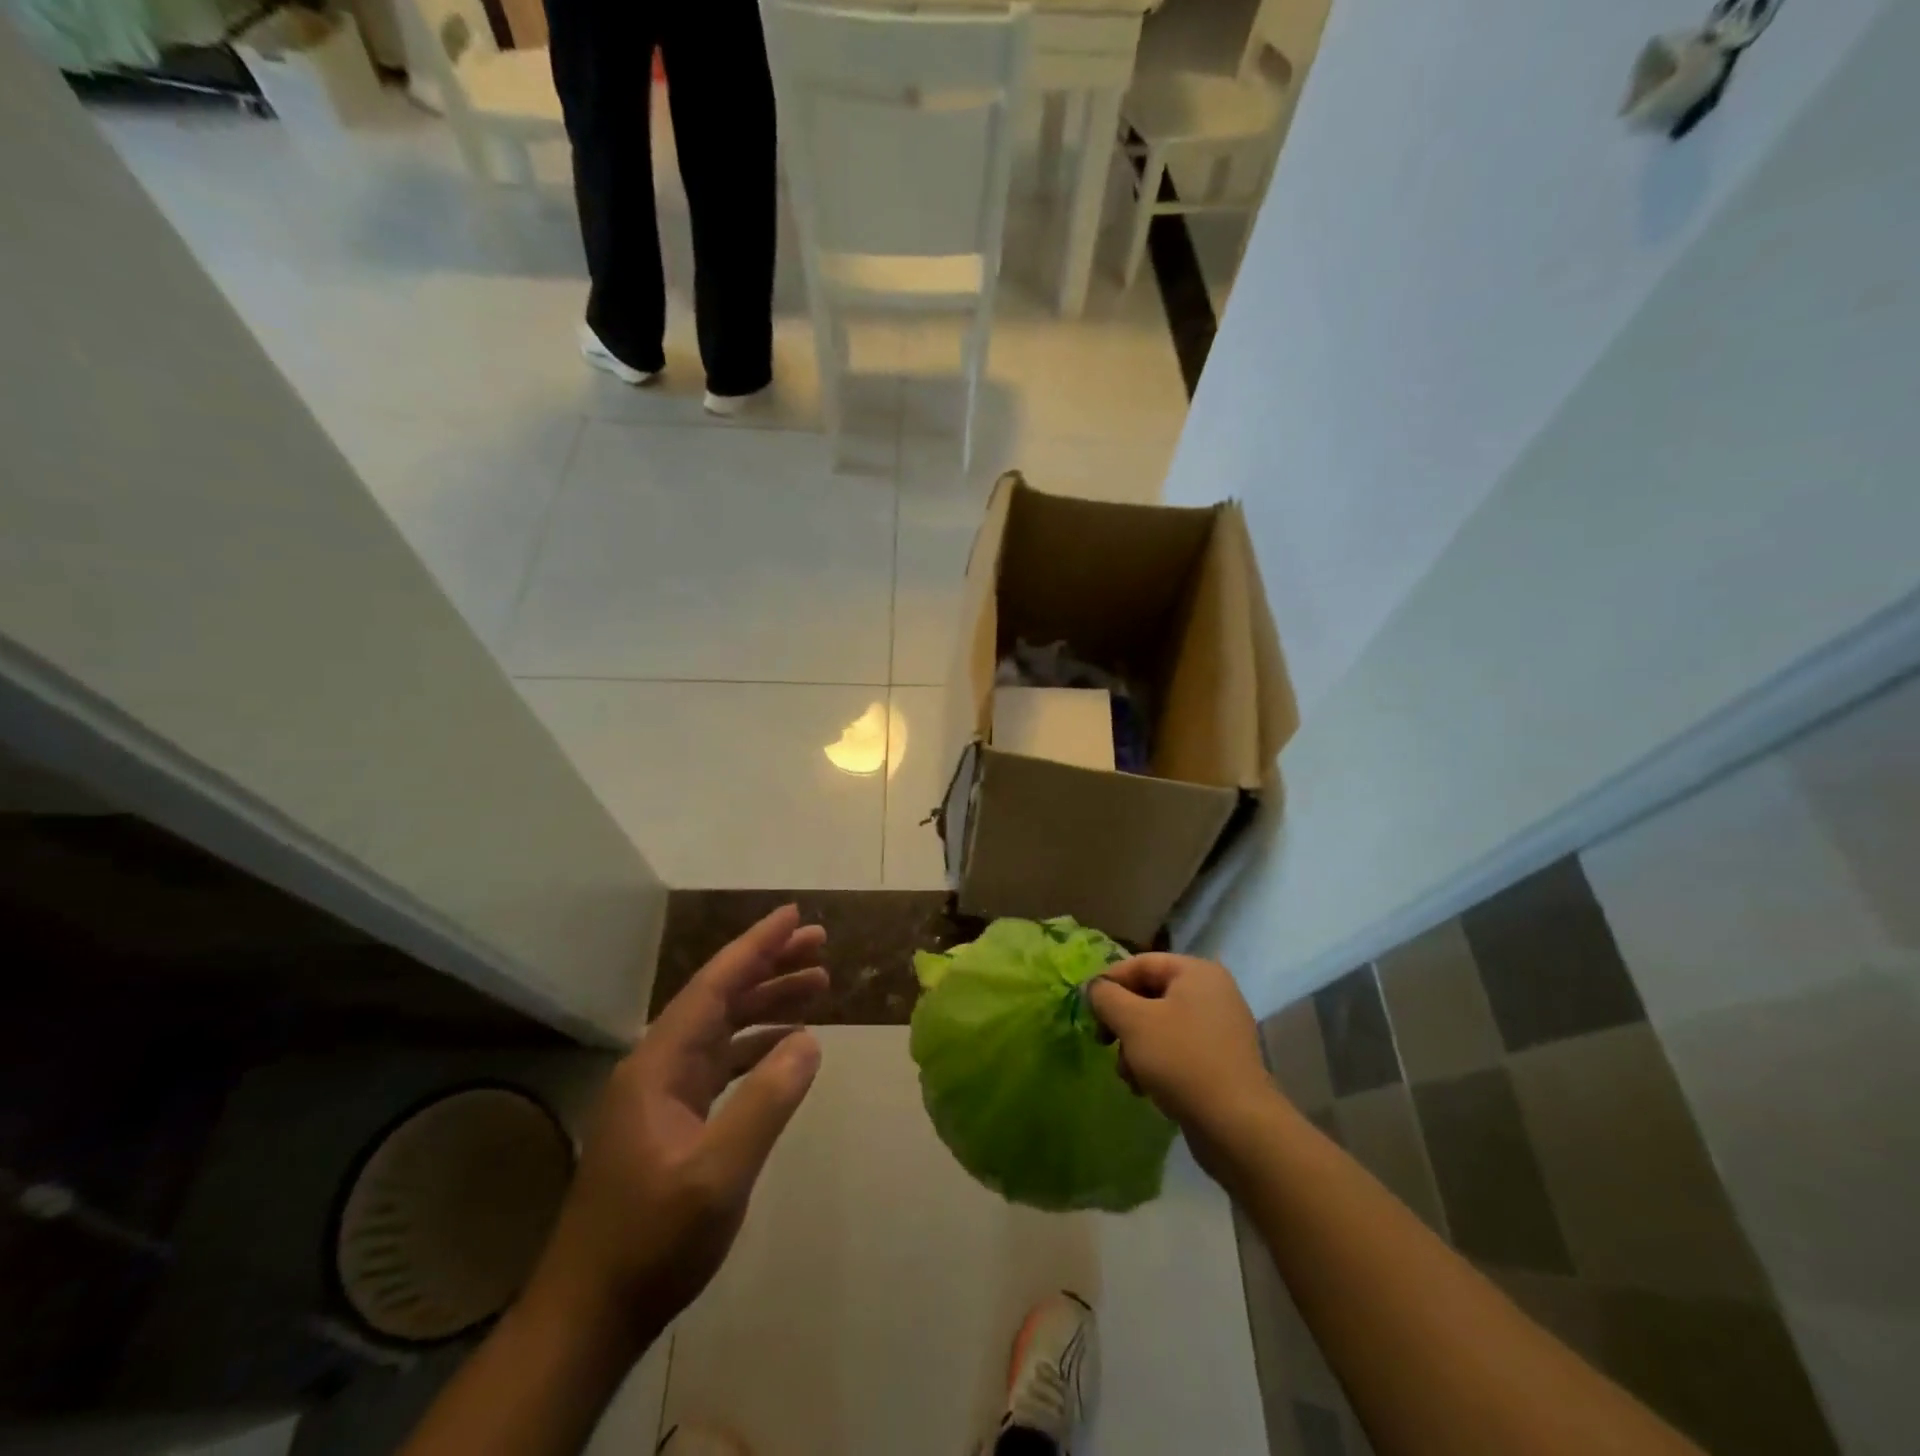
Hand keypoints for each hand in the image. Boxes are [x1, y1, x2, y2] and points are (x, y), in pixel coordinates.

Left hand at [528, 905, 827, 1341]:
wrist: (589, 1315)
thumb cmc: (651, 1240)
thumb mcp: (717, 1173)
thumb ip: (766, 1100)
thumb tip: (809, 1040)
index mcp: (659, 1063)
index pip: (714, 986)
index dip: (755, 946)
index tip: (793, 915)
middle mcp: (658, 1065)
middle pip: (720, 998)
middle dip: (770, 966)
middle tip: (821, 945)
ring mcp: (663, 1094)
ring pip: (723, 1028)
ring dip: (768, 1003)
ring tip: (818, 985)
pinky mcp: (672, 1121)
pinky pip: (722, 1062)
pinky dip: (757, 1045)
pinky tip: (788, 1046)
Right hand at [1087, 953, 1278, 1178]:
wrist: (1236, 1126)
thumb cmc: (1181, 1060)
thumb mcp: (1133, 1022)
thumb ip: (1106, 997)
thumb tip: (1094, 988)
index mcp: (1196, 972)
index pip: (1140, 963)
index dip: (1109, 983)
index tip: (1088, 1011)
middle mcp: (1212, 992)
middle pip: (1149, 995)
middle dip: (1123, 1022)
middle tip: (1104, 1043)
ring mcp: (1220, 1027)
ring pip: (1160, 1025)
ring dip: (1135, 1048)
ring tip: (1129, 1076)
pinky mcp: (1221, 1061)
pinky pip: (1178, 1049)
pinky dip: (1157, 1063)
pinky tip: (1146, 1089)